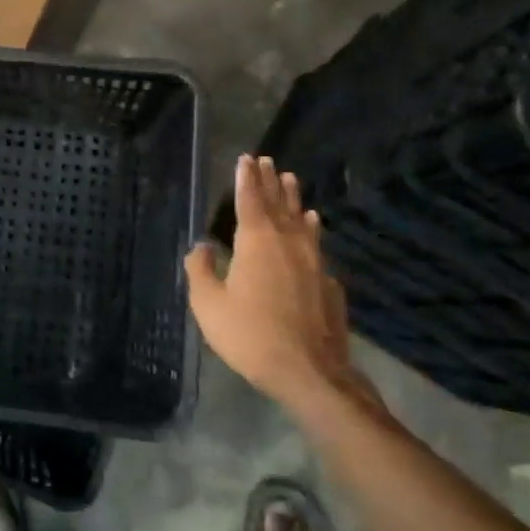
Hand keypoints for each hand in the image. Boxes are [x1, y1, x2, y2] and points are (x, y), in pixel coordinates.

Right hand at [184, 156, 379, 418]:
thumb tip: (201, 247)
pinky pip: (317, 244)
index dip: (246, 178)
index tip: (246, 158)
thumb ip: (201, 271)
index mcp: (256, 242)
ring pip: (302, 221)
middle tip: (268, 160)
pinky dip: (312, 229)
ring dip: (294, 199)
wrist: (310, 372)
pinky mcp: (328, 283)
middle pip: (278, 204)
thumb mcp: (209, 305)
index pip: (250, 200)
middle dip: (270, 181)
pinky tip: (314, 226)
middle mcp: (288, 243)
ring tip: (292, 180)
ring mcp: (313, 262)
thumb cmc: (250, 335)